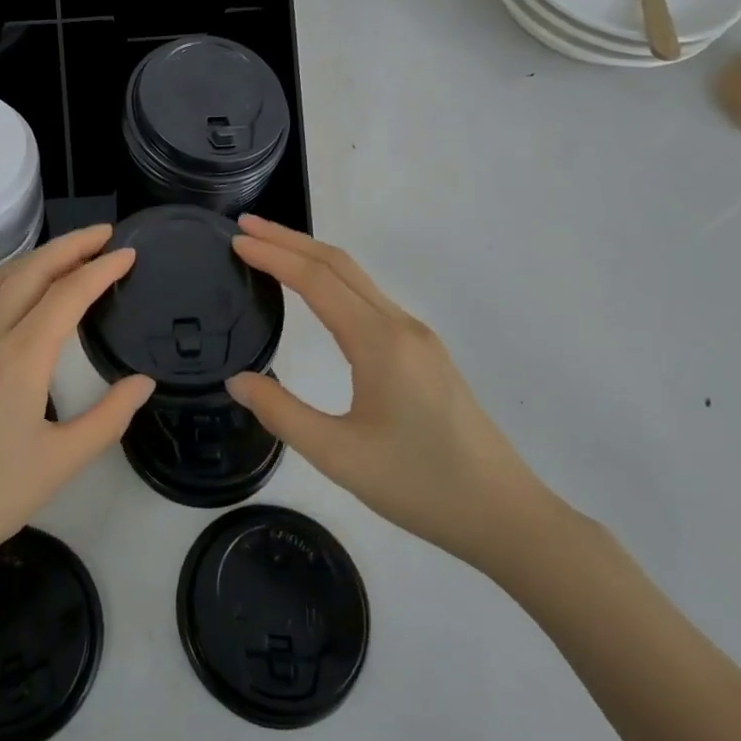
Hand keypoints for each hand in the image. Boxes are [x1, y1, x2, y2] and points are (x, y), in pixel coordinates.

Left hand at [0, 225, 154, 601]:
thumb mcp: (60, 464)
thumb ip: (108, 417)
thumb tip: (143, 381)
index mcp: (20, 356)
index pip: (69, 293)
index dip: (102, 269)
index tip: (130, 253)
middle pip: (32, 269)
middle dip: (71, 245)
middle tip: (106, 235)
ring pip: (1, 276)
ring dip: (38, 256)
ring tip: (70, 255)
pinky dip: (10, 276)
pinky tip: (22, 292)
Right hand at [226, 216, 551, 570]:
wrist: (504, 514)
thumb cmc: (419, 485)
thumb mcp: (339, 456)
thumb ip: (282, 414)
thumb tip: (237, 380)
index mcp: (379, 342)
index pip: (317, 280)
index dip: (273, 255)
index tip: (236, 239)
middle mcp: (399, 325)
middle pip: (338, 264)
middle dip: (289, 240)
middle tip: (245, 226)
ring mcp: (416, 336)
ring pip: (357, 278)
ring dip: (311, 256)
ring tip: (269, 248)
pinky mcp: (423, 351)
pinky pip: (369, 298)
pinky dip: (332, 279)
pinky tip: (315, 291)